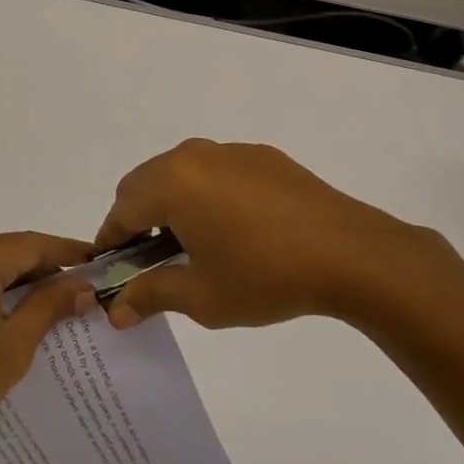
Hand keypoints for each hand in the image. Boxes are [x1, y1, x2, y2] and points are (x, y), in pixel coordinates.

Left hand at [0, 232, 96, 463]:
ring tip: (61, 298)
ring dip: (21, 279)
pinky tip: (21, 307)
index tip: (100, 261)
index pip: (30, 244)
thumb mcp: (14, 344)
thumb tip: (84, 287)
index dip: (67, 252)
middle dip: (46, 267)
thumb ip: (49, 305)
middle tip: (85, 286)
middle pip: (8, 251)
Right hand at [96, 139, 458, 329]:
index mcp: (171, 183)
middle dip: (138, 218)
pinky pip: (216, 170)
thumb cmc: (266, 276)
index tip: (112, 268)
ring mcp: (229, 151)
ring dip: (172, 203)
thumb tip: (115, 312)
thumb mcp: (202, 296)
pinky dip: (207, 193)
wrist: (352, 254)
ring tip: (195, 244)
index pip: (121, 209)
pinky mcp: (261, 156)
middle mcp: (192, 156)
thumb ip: (151, 295)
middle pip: (145, 183)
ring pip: (180, 173)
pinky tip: (236, 229)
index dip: (111, 241)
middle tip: (151, 260)